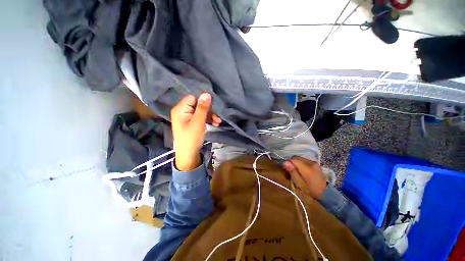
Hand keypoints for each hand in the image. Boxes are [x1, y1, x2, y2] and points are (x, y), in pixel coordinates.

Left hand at [171, 93, 220, 170]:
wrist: (188, 155)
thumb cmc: (191, 138)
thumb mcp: (198, 122)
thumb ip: (202, 108)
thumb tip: (207, 93)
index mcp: (180, 109)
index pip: (193, 98)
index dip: (204, 101)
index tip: (214, 107)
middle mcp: (182, 111)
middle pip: (198, 105)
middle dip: (209, 111)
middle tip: (218, 118)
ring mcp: (186, 117)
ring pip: (200, 111)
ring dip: (210, 116)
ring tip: (218, 122)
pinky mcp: (190, 122)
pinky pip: (200, 117)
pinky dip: (207, 119)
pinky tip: (215, 123)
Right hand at [283, 156, 326, 199]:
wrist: (326, 193)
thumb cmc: (311, 190)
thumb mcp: (299, 183)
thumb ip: (292, 172)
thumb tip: (285, 162)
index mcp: (307, 168)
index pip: (293, 159)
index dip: (288, 163)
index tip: (287, 170)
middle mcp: (311, 162)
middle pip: (296, 157)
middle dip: (291, 163)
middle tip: (290, 171)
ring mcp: (314, 162)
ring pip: (299, 158)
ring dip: (296, 163)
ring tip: (296, 171)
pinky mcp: (315, 163)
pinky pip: (304, 160)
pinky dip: (300, 163)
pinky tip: (301, 170)